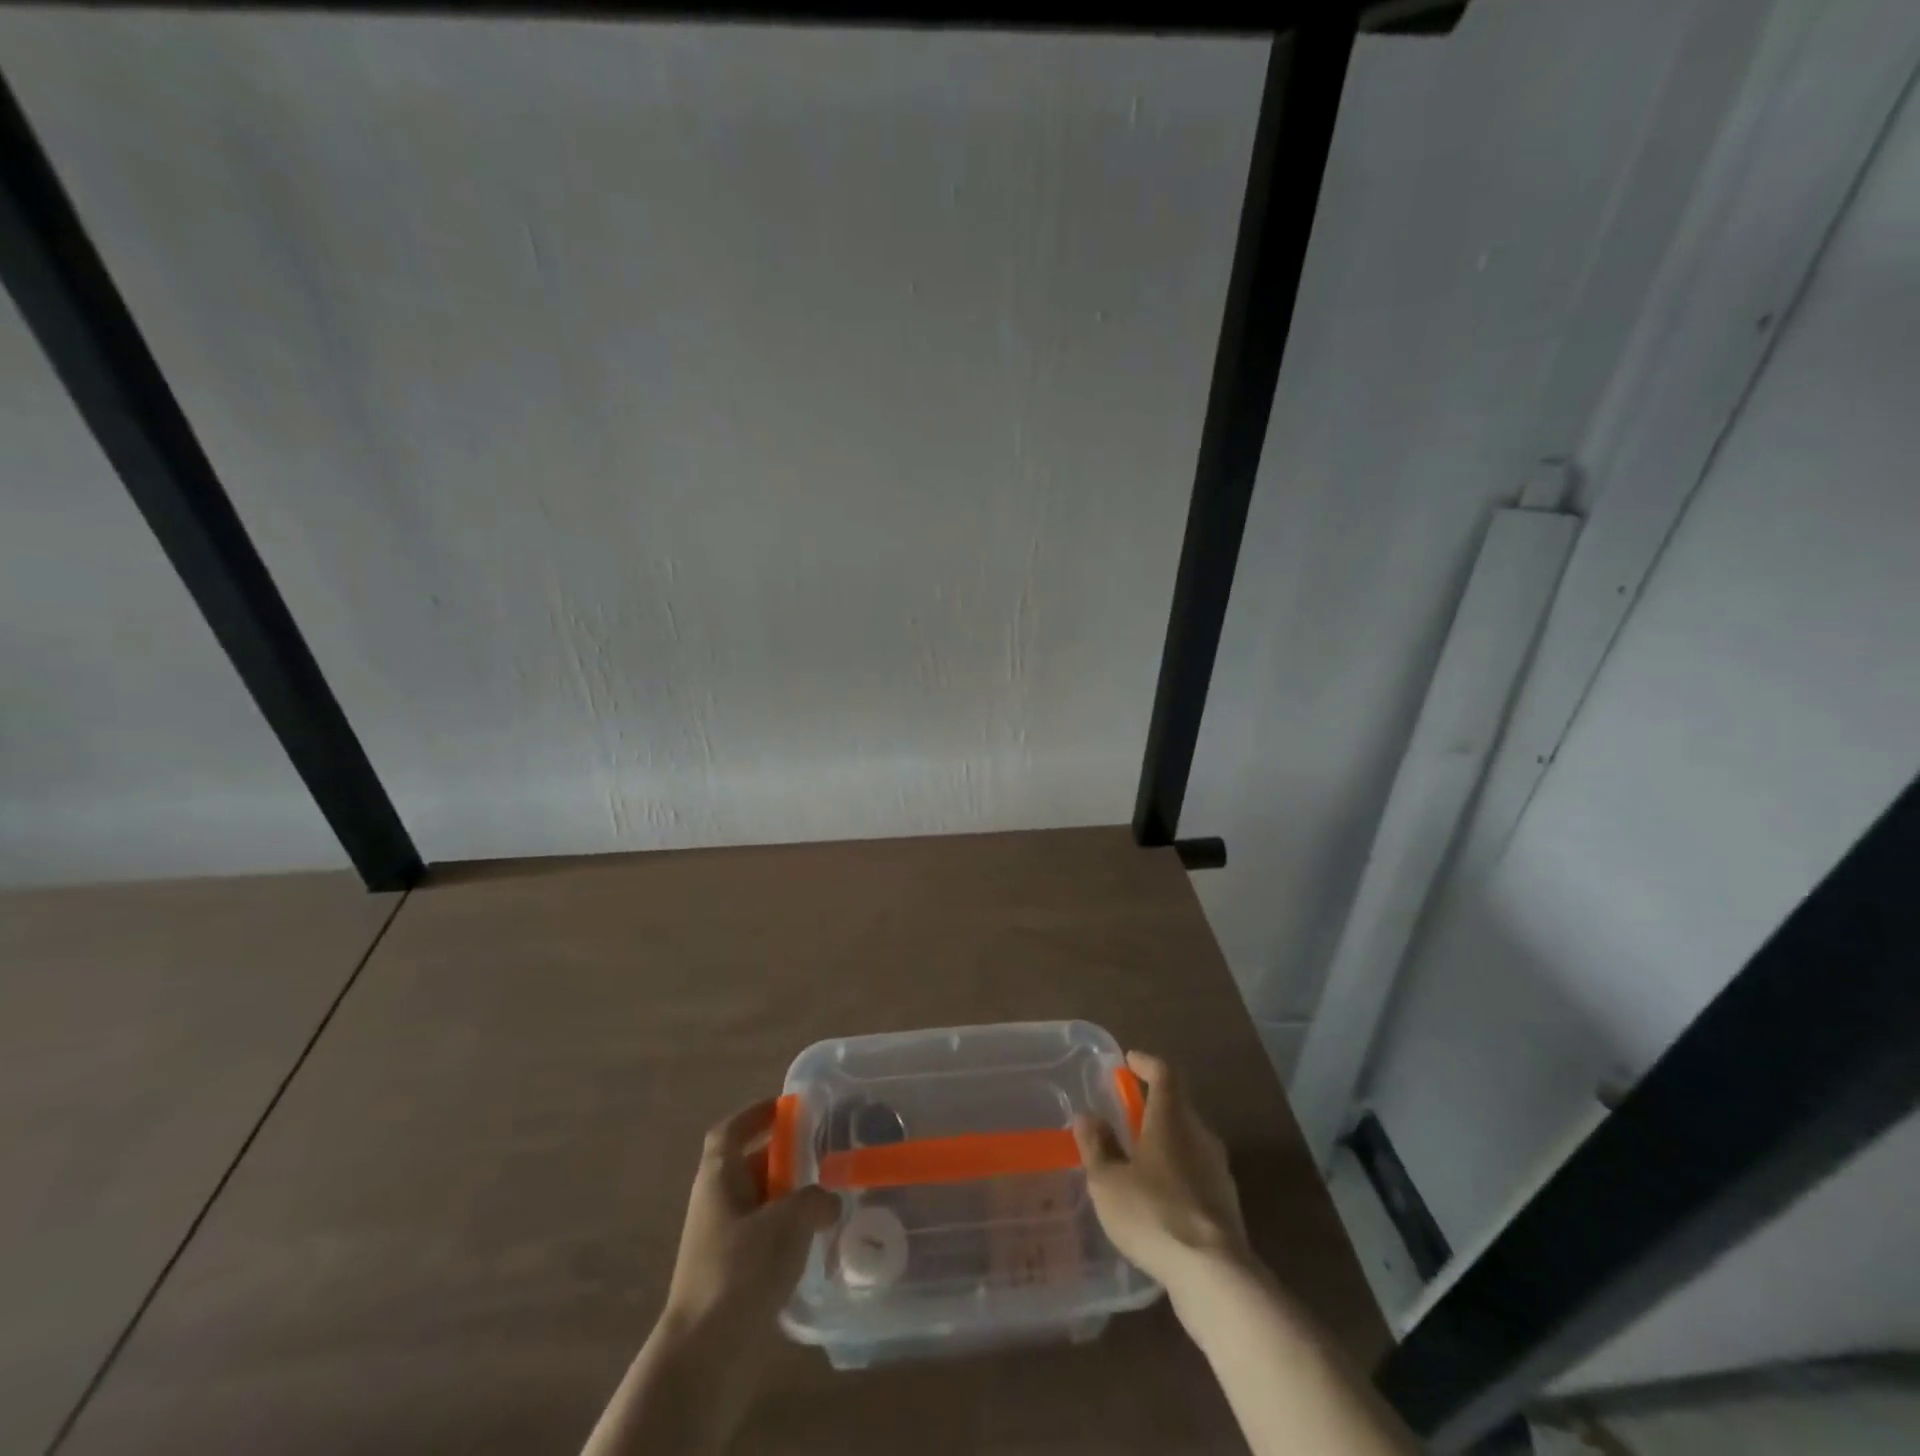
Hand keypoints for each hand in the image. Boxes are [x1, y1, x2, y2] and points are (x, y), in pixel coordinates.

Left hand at [665, 1098, 839, 1336]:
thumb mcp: (786, 1222)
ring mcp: (719, 1242)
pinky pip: (761, 1238)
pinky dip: (785, 1232)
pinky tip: (813, 1242)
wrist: (703, 1357)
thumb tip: (830, 1200)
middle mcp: (714, 1203)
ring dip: (786, 1196)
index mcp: (717, 1178)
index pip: (730, 1131)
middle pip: (747, 1165)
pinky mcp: (730, 1276)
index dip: (755, 1114)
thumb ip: (814, 1199)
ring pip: (757, 1203)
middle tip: (821, 1151)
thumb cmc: (740, 1270)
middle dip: (781, 1156)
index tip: (787, 1107)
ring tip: (826, 1195)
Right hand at [1072, 1051, 1252, 1293]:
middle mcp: (1200, 1135)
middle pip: (1178, 1106)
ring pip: (1189, 1141)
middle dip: (1154, 1105)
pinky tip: (1159, 1198)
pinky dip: (1177, 1173)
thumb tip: (1088, 1116)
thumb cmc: (1154, 1214)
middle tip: (1127, 1113)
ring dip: (1166, 1142)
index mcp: (1172, 1119)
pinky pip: (1197, 1173)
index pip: (1164, 1074)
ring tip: (1139, 1158)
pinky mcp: (1226, 1205)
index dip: (1146, 1064)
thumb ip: (1096, 1145)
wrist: (1215, 1276)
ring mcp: (1218, 1171)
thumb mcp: (1108, 1181)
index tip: (1129, 1061)